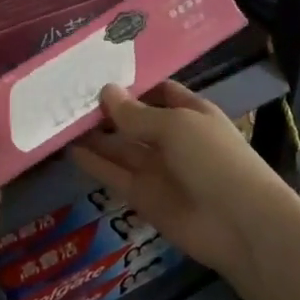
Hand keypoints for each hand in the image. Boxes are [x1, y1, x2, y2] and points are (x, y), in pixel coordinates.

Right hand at [70, 82, 299, 280]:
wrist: (240, 225)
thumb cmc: (214, 159)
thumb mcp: (176, 126)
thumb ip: (136, 114)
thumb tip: (105, 91)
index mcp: (190, 113)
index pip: (158, 92)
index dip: (131, 85)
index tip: (96, 74)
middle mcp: (172, 139)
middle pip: (134, 120)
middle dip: (106, 110)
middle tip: (66, 97)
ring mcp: (157, 169)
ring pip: (120, 148)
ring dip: (94, 136)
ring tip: (59, 119)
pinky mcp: (143, 197)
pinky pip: (115, 176)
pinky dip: (94, 164)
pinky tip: (69, 149)